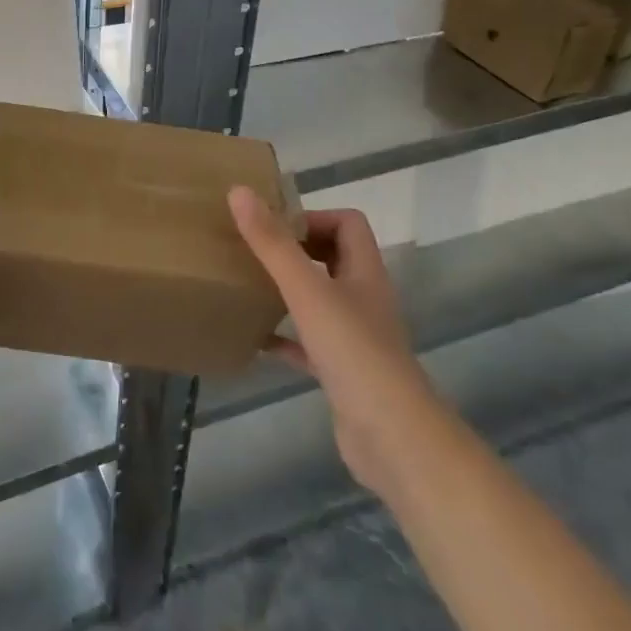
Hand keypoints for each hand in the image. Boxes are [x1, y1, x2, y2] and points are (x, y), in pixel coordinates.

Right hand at [228, 188, 432, 492]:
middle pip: (333, 258)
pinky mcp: (342, 372)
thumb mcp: (306, 289)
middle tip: (254, 250)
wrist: (392, 438)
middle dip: (295, 250)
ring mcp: (355, 338)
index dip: (313, 217)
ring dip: (288, 291)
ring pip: (320, 300)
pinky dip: (284, 338)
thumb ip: (272, 243)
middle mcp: (364, 298)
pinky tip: (254, 340)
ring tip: (249, 285)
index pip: (348, 223)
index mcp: (364, 272)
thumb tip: (239, 191)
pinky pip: (308, 344)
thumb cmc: (353, 352)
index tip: (273, 226)